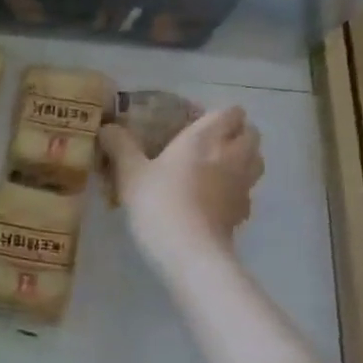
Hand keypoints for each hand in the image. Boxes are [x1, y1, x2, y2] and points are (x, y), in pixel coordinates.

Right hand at [100, 107, 264, 272]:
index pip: (230, 111)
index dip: (215, 115)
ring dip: (241, 158)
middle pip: (251, 132)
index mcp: (207, 137)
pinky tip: (213, 200)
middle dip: (234, 134)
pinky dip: (235, 189)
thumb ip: (120, 146)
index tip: (191, 125)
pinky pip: (246, 190)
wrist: (189, 251)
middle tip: (206, 145)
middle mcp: (233, 154)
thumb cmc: (158, 202)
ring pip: (255, 160)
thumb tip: (108, 127)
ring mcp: (243, 184)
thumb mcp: (130, 173)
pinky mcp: (244, 211)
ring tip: (214, 169)